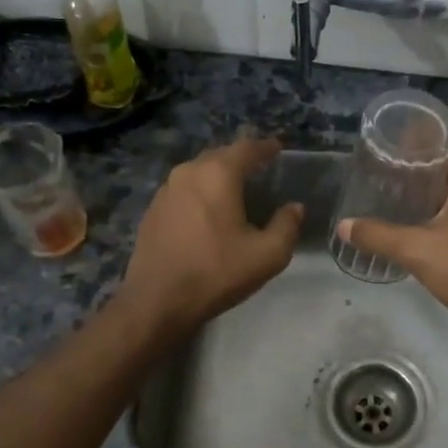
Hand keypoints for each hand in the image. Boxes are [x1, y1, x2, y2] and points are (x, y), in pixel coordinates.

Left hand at [119, 137, 302, 339]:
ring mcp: (166, 190)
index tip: (278, 148)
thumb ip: (286, 226)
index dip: (265, 147)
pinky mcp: (153, 210)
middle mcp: (188, 172)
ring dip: (218, 176)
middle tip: (259, 169)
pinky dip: (201, 192)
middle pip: (220, 156)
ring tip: (235, 189)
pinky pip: (184, 190)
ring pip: (199, 172)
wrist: (157, 300)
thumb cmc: (216, 272)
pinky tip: (208, 211)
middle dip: (240, 159)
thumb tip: (294, 208)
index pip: (247, 148)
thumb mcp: (267, 255)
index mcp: (218, 174)